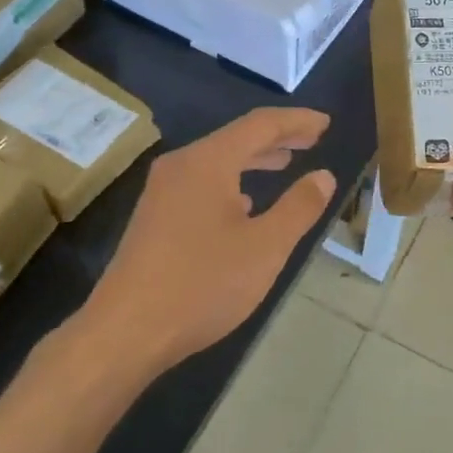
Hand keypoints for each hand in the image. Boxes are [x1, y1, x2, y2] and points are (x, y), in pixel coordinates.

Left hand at [85, 108, 335, 375]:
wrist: (126, 331)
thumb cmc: (202, 284)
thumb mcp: (265, 247)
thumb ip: (299, 207)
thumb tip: (323, 176)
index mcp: (207, 162)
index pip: (260, 125)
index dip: (297, 121)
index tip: (326, 122)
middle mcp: (180, 166)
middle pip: (236, 139)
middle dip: (278, 137)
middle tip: (314, 139)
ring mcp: (162, 192)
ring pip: (217, 162)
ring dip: (255, 160)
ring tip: (287, 163)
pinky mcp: (155, 218)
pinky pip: (202, 184)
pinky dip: (233, 183)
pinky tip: (246, 203)